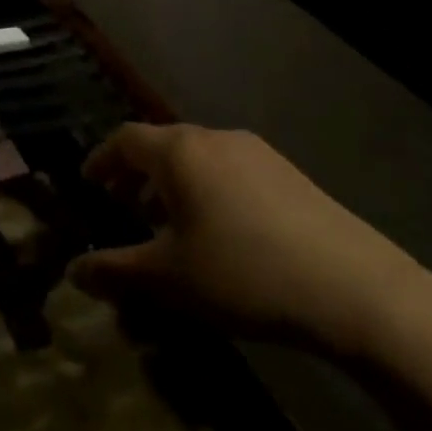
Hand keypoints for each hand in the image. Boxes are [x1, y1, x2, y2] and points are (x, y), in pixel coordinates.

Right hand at [68, 123, 431, 358]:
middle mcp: (215, 138)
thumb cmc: (245, 274)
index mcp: (180, 151)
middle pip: (162, 144)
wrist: (358, 292)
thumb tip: (73, 271)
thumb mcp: (170, 279)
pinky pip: (230, 170)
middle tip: (123, 206)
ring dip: (173, 183)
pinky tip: (220, 232)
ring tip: (170, 223)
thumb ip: (115, 270)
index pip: (125, 139)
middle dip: (136, 174)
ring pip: (198, 157)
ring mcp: (258, 153)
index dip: (101, 160)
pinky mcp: (290, 174)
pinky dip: (208, 189)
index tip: (88, 184)